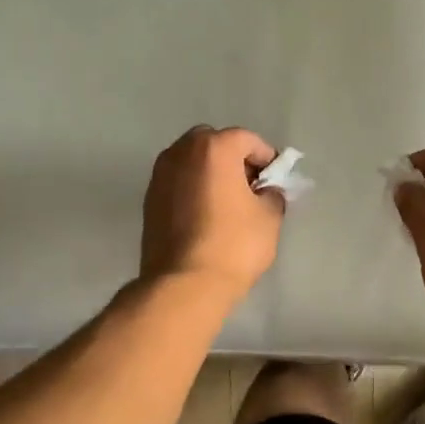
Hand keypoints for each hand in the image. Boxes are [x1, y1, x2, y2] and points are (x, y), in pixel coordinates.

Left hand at [140, 126, 285, 303]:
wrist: (183, 284)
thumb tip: (265, 192)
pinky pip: (178, 182)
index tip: (275, 180)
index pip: (247, 139)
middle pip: (213, 143)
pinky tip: (206, 216)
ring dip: (211, 173)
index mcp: (213, 148)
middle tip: (250, 187)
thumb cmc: (233, 245)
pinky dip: (193, 189)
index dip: (266, 158)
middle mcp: (181, 152)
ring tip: (228, 203)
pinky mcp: (148, 200)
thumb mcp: (269, 218)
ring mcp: (160, 175)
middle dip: (233, 159)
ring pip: (192, 162)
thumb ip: (272, 195)